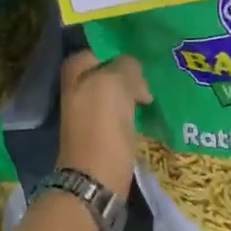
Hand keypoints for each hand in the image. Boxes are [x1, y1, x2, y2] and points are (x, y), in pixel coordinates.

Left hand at [56, 50, 150, 197]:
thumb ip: (126, 67)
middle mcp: (77, 93)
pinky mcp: (102, 137)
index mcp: (75, 75)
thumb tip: (134, 73)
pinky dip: (134, 114)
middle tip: (152, 78)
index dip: (118, 52)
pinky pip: (121, 116)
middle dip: (129, 75)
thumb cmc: (103, 126)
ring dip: (134, 95)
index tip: (142, 58)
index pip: (97, 51)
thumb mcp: (114, 83)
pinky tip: (149, 116)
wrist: (96, 179)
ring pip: (116, 96)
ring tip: (155, 96)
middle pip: (108, 75)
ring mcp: (88, 117)